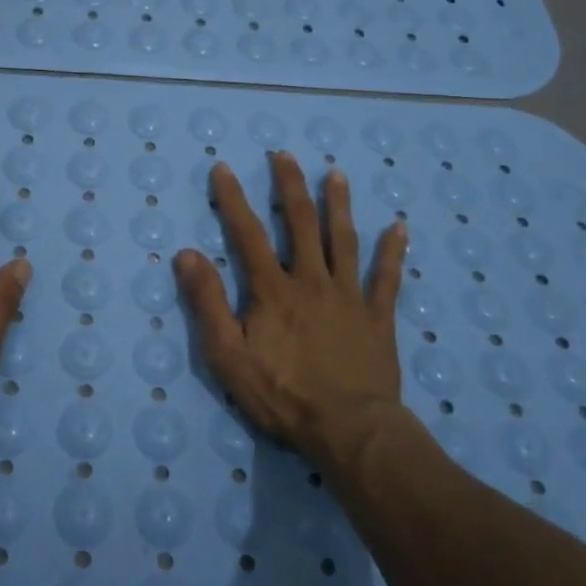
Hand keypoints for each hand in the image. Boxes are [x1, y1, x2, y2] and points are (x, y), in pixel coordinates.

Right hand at [174, 151, 407, 471]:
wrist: (350, 430)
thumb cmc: (283, 394)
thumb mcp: (228, 355)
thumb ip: (207, 302)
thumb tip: (186, 254)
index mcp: (273, 289)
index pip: (247, 233)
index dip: (233, 199)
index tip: (224, 168)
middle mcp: (312, 280)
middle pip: (301, 224)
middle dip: (290, 186)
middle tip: (284, 155)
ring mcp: (349, 296)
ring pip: (344, 240)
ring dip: (339, 205)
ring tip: (336, 174)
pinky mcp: (378, 317)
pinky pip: (387, 278)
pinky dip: (392, 252)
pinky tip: (399, 227)